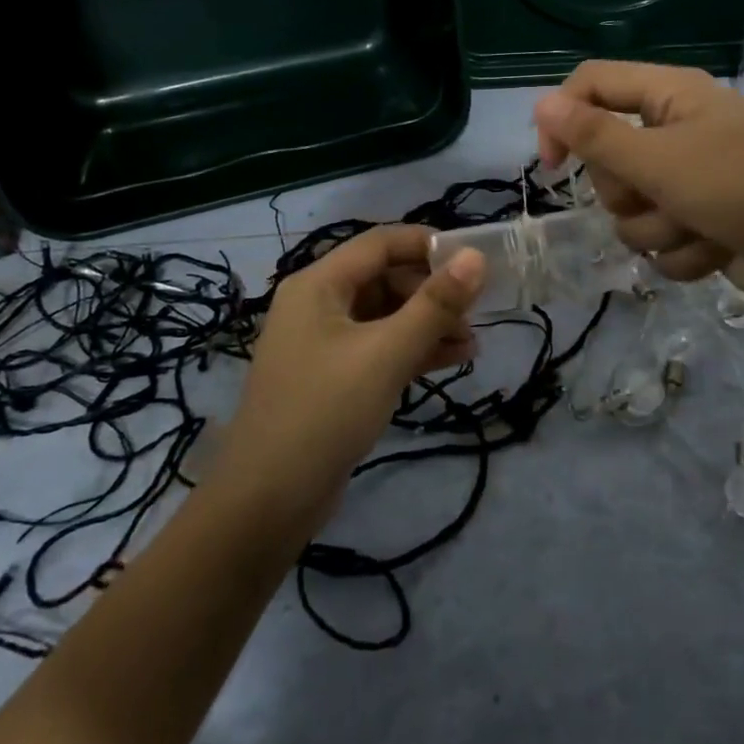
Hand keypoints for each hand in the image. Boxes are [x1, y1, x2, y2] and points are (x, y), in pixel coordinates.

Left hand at [216, 226, 485, 515]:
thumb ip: (435, 304)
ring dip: (428, 324)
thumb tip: (475, 257)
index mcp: (319, 284)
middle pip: (385, 278)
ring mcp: (324, 342)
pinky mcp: (334, 376)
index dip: (428, 245)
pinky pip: (380, 347)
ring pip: (386, 315)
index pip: (381, 243)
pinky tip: (452, 361)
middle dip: (432, 292)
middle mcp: (318, 304)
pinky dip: (413, 349)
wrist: (268, 501)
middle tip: (475, 314)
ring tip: (472, 344)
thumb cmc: (326, 412)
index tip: (474, 261)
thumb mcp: (387, 353)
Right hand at [534, 61, 743, 302]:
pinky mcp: (698, 220)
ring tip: (700, 226)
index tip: (552, 166)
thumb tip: (541, 103)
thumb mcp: (660, 161)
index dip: (563, 119)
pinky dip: (684, 251)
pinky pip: (659, 239)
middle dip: (628, 193)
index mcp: (668, 96)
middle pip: (606, 159)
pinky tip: (717, 247)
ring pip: (630, 211)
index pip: (591, 84)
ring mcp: (687, 179)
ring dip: (659, 229)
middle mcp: (674, 130)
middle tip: (661, 195)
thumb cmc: (741, 188)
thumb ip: (595, 136)